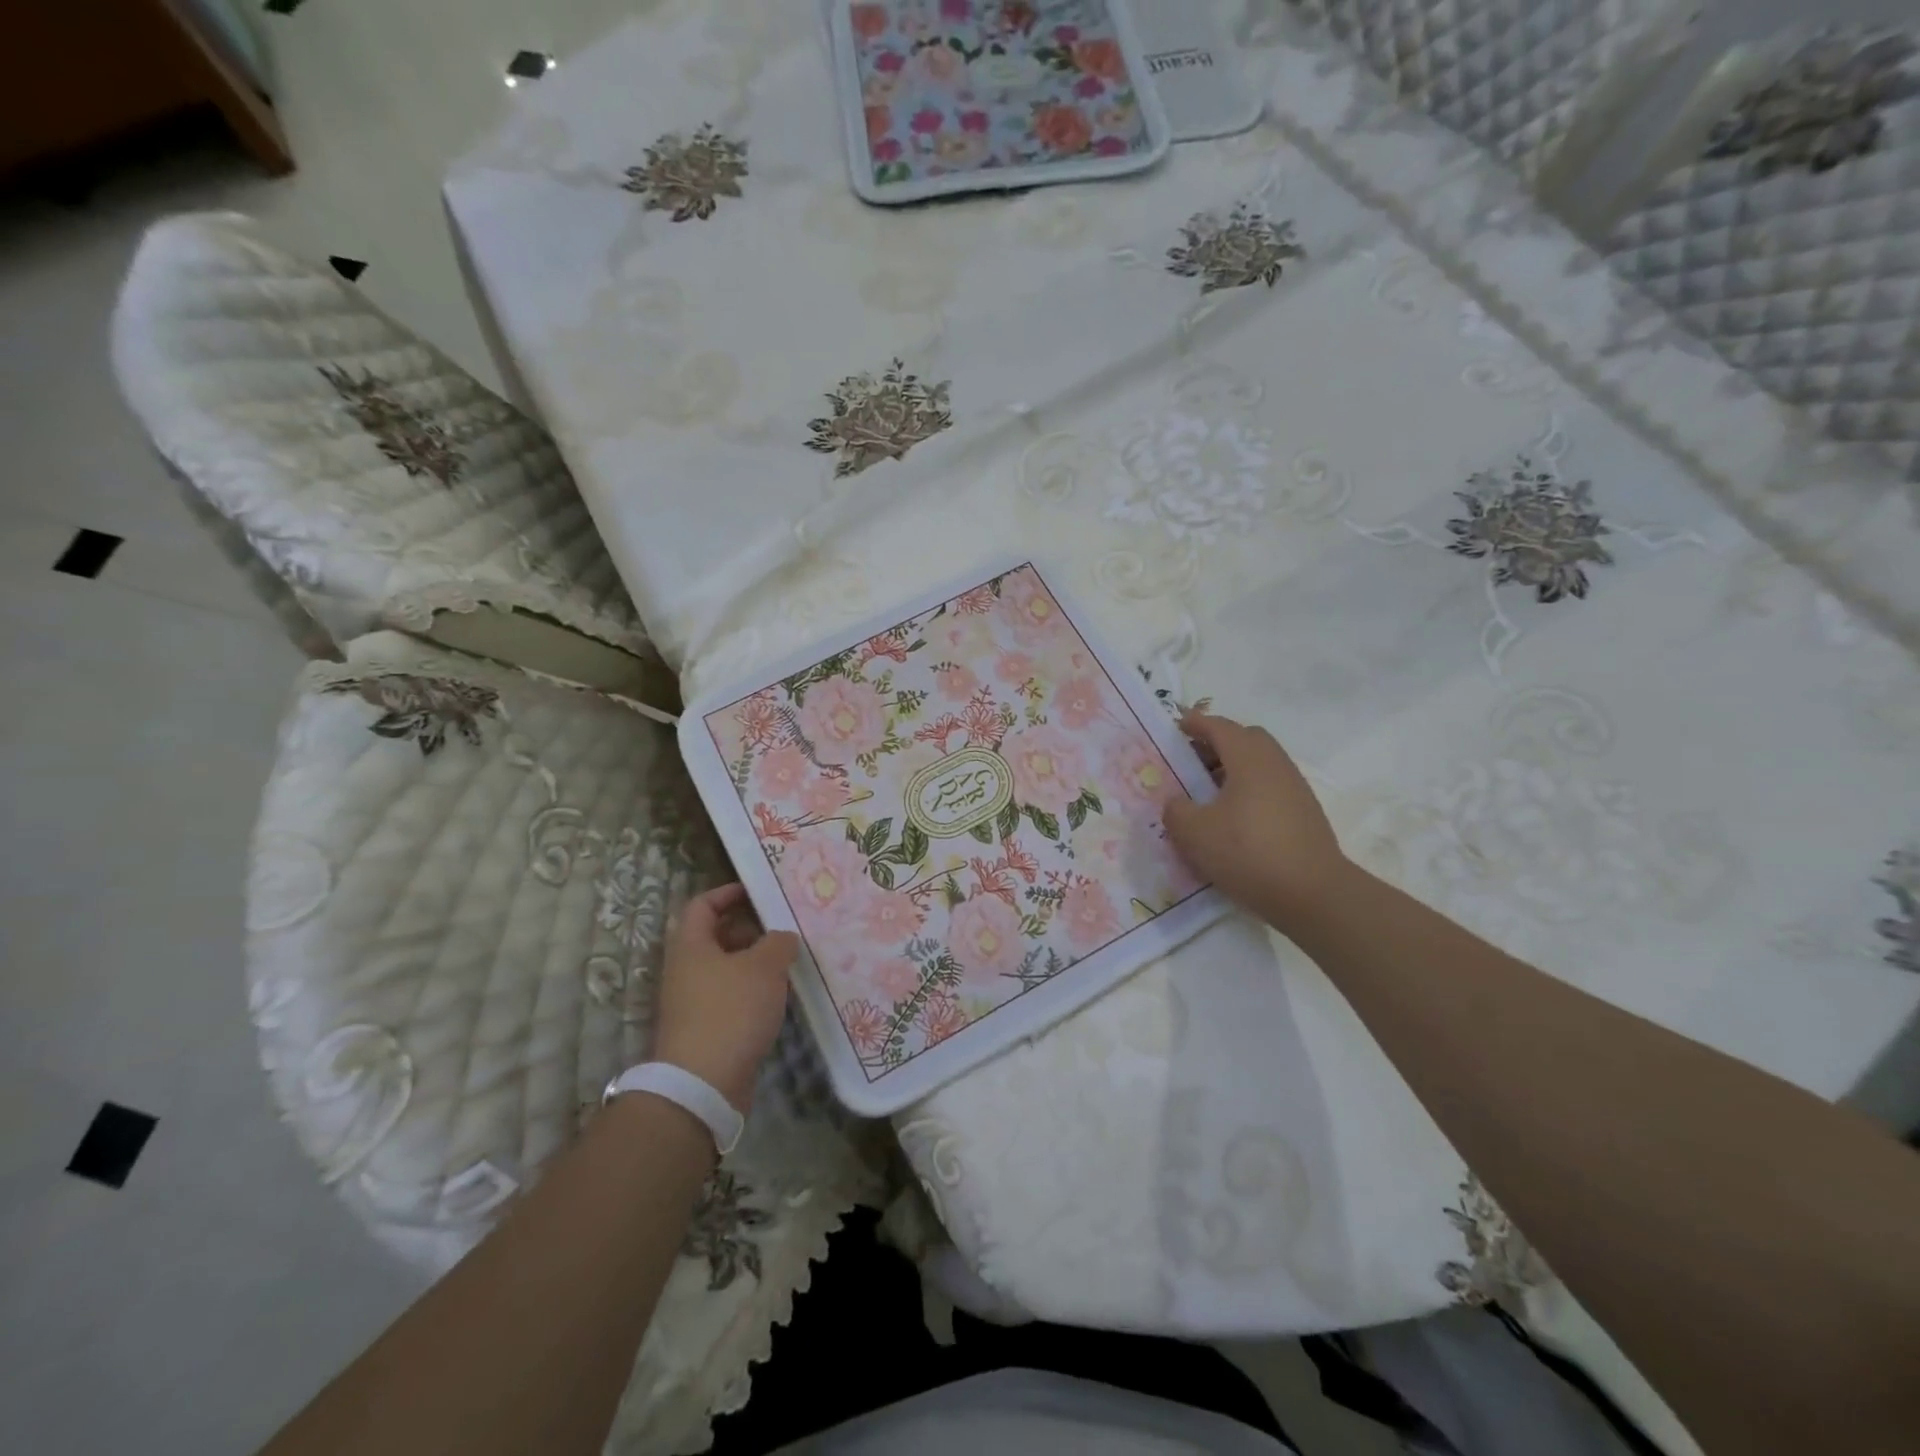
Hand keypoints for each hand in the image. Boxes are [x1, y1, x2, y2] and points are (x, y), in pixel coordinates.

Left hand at [653, 883, 795, 1113]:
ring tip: (787, 960)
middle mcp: (686, 970)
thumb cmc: (731, 1011)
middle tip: (781, 925)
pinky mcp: (705, 1029)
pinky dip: (751, 990)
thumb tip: (782, 938)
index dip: (728, 893)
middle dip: (748, 928)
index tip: (757, 891)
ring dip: (753, 961)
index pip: (702, 906)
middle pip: (714, 937)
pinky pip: (729, 996)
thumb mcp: (764, 966)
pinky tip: (777, 995)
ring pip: (724, 969)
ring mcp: (693, 1002)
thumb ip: (778, 942)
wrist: (703, 1084)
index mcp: (691, 946)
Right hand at [1164, 711, 1352, 929]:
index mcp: (1248, 758)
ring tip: (1208, 795)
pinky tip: (1234, 820)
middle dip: (1217, 744)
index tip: (1176, 726)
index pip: (1219, 727)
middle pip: (1245, 739)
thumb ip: (1176, 810)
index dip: (1195, 723)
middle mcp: (1275, 764)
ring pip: (1260, 764)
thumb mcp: (1194, 833)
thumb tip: (1177, 803)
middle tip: (1191, 763)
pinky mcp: (1305, 813)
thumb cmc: (1248, 852)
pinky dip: (1248, 790)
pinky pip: (1270, 787)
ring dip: (1233, 769)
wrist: (1313, 894)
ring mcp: (1295, 788)